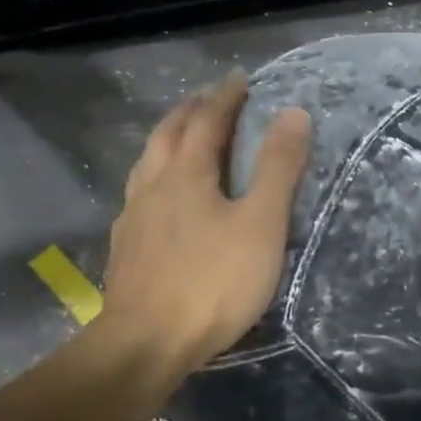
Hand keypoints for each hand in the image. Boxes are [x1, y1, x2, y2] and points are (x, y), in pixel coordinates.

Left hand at [99, 71, 310, 376]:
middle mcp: (153, 185)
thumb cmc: (213, 282)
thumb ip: (278, 168)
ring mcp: (133, 217)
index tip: (238, 77)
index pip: (207, 120)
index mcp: (186, 173)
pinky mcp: (126, 248)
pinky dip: (155, 175)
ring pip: (147, 162)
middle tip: (209, 98)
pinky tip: (159, 197)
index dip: (224, 96)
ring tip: (181, 136)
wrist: (146, 343)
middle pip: (168, 134)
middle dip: (190, 110)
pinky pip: (139, 193)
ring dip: (167, 139)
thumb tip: (294, 113)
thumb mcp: (261, 224)